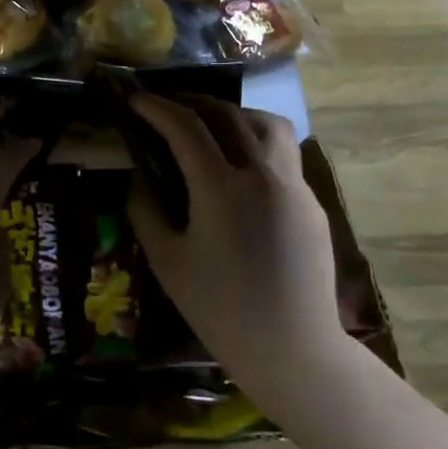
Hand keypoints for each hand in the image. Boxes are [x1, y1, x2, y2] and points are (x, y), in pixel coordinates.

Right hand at [127, 95, 347, 402]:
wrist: (293, 349)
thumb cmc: (220, 309)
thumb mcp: (166, 260)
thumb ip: (145, 209)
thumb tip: (139, 176)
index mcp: (222, 188)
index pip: (185, 126)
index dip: (156, 107)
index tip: (135, 99)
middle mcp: (263, 174)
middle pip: (227, 114)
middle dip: (191, 101)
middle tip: (166, 105)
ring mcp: (294, 186)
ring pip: (268, 124)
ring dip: (234, 114)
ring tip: (211, 124)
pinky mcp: (312, 203)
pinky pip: (283, 156)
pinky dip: (256, 144)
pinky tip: (239, 169)